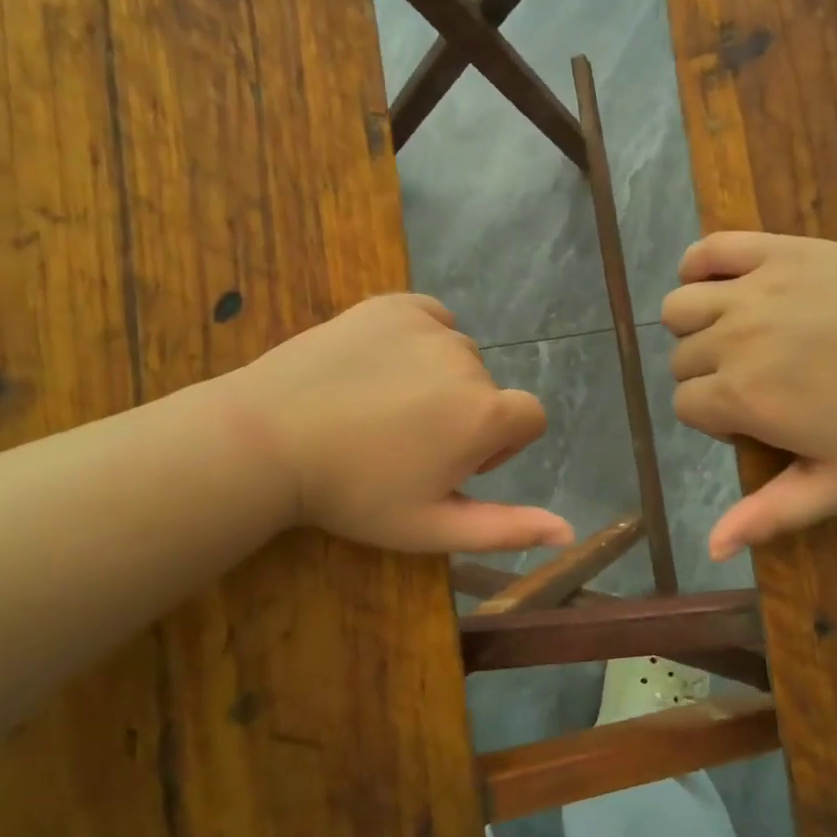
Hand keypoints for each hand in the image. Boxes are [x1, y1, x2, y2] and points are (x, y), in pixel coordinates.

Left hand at [217, 294, 573, 553]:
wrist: (268, 438)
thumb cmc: (353, 492)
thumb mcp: (431, 526)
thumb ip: (506, 529)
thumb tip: (569, 531)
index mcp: (484, 413)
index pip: (530, 417)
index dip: (500, 446)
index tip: (452, 464)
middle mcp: (468, 360)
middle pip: (488, 389)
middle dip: (464, 416)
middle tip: (404, 443)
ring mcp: (428, 326)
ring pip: (459, 355)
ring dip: (440, 379)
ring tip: (383, 406)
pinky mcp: (392, 304)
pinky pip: (431, 319)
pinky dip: (421, 339)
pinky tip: (383, 365)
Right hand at [662, 233, 836, 560]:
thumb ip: (771, 514)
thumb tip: (711, 548)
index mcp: (744, 395)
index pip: (685, 407)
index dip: (716, 423)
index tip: (762, 425)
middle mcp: (735, 337)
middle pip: (681, 360)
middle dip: (709, 379)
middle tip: (764, 386)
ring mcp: (755, 288)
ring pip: (679, 307)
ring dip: (695, 328)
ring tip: (738, 338)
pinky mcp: (780, 250)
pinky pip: (709, 249)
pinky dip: (699, 266)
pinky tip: (721, 286)